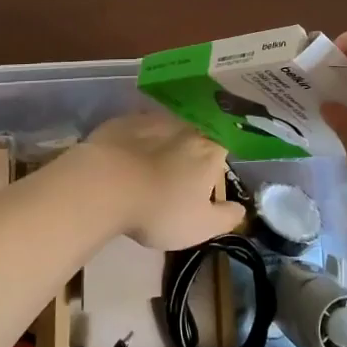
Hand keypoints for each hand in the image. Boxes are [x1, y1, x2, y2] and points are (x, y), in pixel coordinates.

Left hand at [73, 113, 244, 250]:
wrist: (105, 185)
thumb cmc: (161, 209)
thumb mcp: (201, 227)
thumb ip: (226, 218)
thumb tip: (241, 209)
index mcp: (210, 150)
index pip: (223, 148)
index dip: (216, 164)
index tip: (207, 180)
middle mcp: (186, 126)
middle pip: (195, 136)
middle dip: (189, 152)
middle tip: (177, 176)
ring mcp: (153, 119)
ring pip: (165, 130)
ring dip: (162, 144)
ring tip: (149, 166)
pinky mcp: (123, 120)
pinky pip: (137, 129)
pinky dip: (135, 141)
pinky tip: (125, 159)